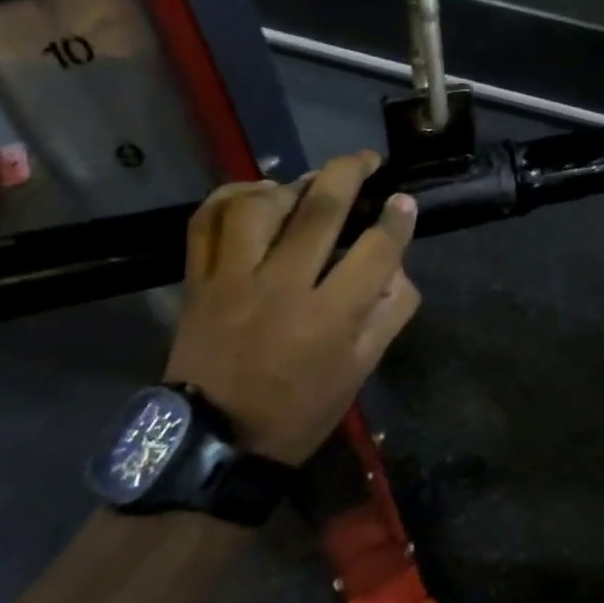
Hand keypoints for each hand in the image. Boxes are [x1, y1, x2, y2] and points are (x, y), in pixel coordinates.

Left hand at [164, 153, 420, 464]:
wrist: (217, 441)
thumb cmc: (302, 408)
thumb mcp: (364, 368)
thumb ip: (390, 311)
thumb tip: (398, 263)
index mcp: (331, 316)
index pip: (377, 249)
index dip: (398, 217)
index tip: (405, 200)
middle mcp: (283, 287)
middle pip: (321, 210)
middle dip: (351, 173)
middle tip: (367, 161)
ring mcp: (233, 280)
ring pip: (261, 206)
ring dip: (292, 183)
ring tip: (310, 182)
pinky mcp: (198, 282)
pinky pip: (207, 222)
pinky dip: (230, 196)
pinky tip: (256, 193)